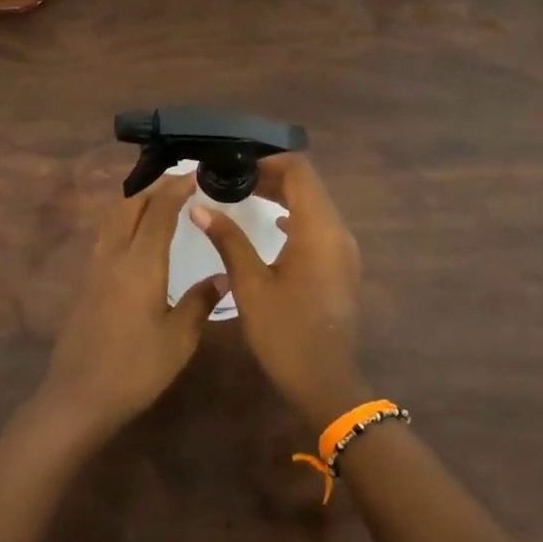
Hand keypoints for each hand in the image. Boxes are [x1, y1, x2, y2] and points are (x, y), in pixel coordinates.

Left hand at [40, 172, 226, 439]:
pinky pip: (105, 238)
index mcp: (141, 264)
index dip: (176, 188)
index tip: (195, 174)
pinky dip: (123, 222)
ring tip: (157, 201)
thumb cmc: (135, 368)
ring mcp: (94, 270)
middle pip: (129, 206)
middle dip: (153, 188)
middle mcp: (114, 257)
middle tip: (178, 182)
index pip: (159, 211)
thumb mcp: (179, 339)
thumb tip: (223, 274)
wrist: (79, 396)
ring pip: (112, 220)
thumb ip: (200, 302)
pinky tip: (135, 238)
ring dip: (134, 202)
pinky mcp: (85, 285)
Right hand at [191, 154, 368, 427]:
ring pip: (315, 206)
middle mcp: (337, 232)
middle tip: (233, 177)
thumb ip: (228, 240)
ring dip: (283, 196)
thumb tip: (200, 207)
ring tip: (245, 195)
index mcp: (318, 229)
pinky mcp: (341, 266)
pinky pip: (319, 227)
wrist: (325, 382)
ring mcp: (343, 250)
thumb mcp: (250, 284)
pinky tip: (272, 224)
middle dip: (272, 176)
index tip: (235, 162)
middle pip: (308, 186)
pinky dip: (295, 218)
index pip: (299, 171)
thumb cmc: (285, 332)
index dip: (268, 159)